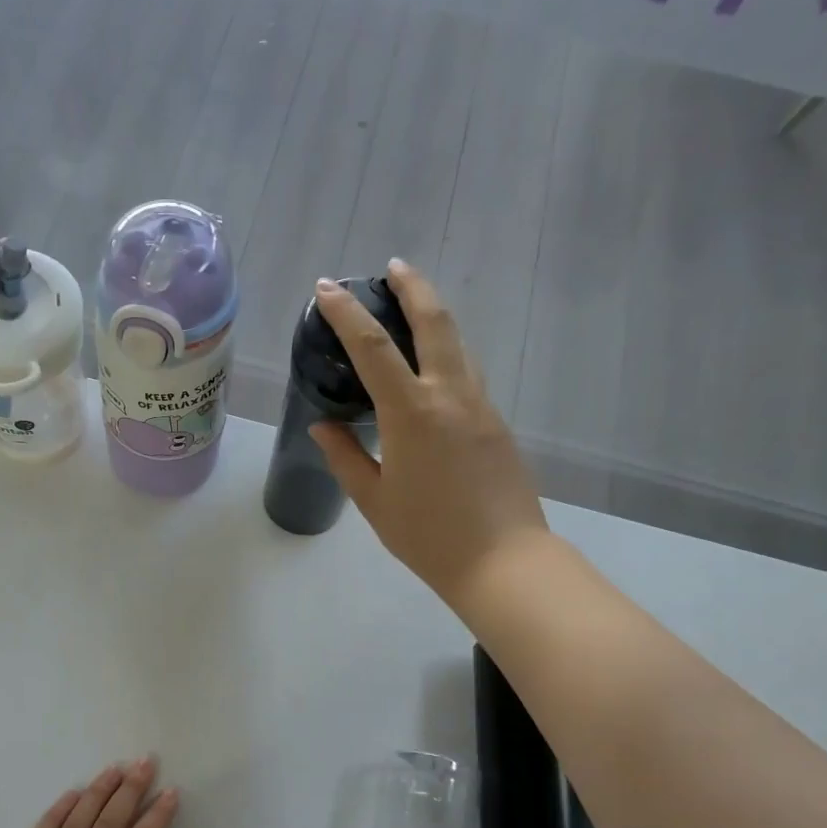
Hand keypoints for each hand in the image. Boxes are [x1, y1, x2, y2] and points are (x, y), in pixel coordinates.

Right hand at [308, 261, 548, 608]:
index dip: (347, 314)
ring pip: (459, 342)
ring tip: (411, 306)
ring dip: (434, 314)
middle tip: (393, 267)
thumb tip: (325, 427)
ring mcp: (480, 405)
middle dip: (412, 287)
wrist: (501, 560)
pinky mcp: (497, 423)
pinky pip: (468, 372)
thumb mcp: (373, 499)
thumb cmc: (427, 535)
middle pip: (434, 321)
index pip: (372, 347)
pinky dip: (447, 352)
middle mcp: (450, 395)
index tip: (328, 288)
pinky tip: (432, 367)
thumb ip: (346, 457)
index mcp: (412, 412)